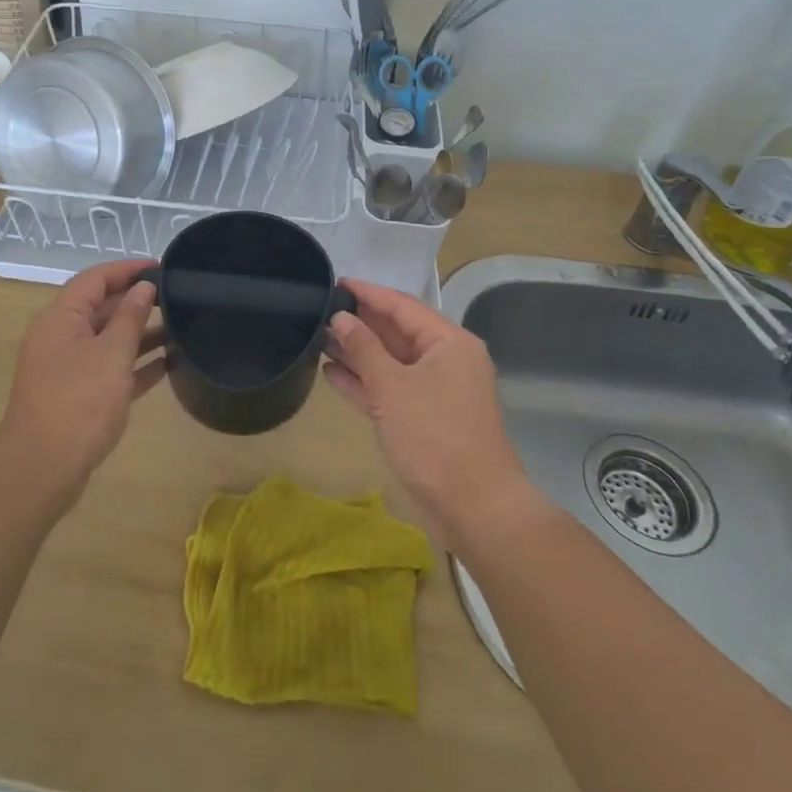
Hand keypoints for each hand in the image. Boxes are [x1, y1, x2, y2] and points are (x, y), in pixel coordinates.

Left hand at [0, 259, 165, 503]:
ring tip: (179, 328)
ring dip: (139, 333)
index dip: (127, 268)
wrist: (42, 470)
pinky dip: (134, 365)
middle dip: (136, 300)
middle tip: (176, 296)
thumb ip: (130, 317)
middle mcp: (61, 337)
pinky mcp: (77, 396)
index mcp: (61, 318)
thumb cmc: (79, 402)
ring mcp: (67, 368)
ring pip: (107, 340)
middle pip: (101, 307)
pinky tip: (167, 365)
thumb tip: (143, 287)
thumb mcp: (112, 354)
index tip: (161, 266)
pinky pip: (109, 369)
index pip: (95, 279)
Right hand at [326, 279, 542, 544]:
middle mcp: (445, 361)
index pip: (402, 305)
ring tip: (317, 338)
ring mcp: (435, 392)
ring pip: (390, 362)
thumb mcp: (392, 387)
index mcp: (449, 343)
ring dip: (357, 353)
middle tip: (319, 311)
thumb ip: (363, 348)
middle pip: (396, 332)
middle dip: (359, 324)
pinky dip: (363, 382)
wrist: (474, 508)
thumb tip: (341, 318)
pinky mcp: (423, 419)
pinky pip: (389, 390)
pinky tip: (330, 373)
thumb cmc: (435, 436)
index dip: (367, 293)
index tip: (334, 282)